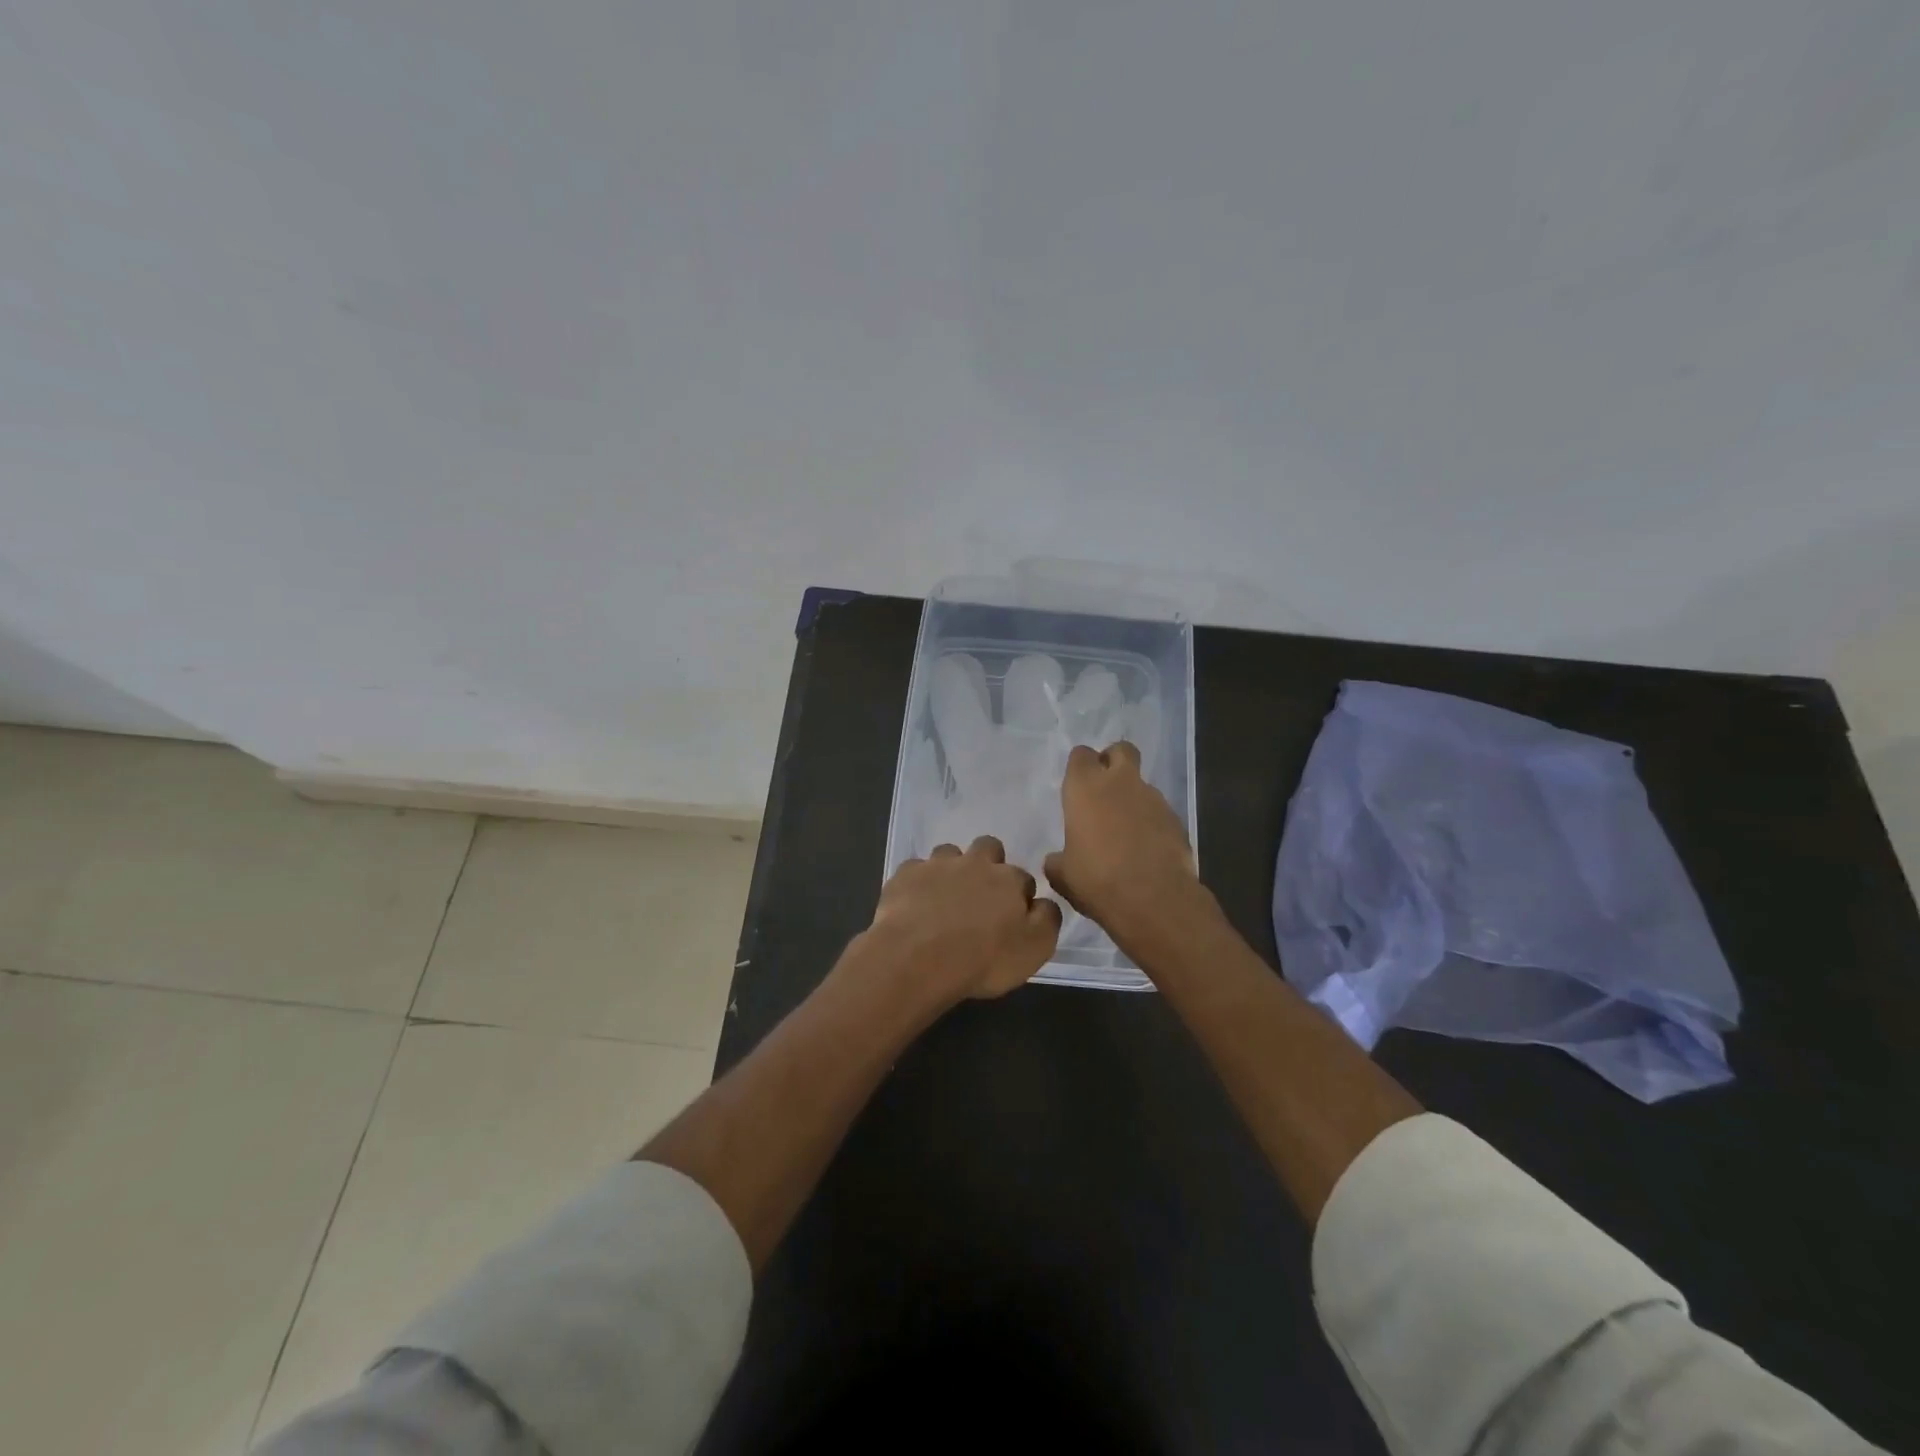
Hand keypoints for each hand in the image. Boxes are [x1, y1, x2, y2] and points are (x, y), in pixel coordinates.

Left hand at [866, 835, 1062, 1001]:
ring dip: (951, 869)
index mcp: (1008, 879)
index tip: (1012, 918)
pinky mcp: (905, 875)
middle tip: (980, 897)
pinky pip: (915, 870)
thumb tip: (1044, 902)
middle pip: (988, 848)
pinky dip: (918, 883)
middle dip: (988, 864)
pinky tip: (914, 904)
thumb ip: (1047, 919)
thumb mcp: (1034, 949)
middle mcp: (975, 863)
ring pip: (949, 853)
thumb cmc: (983, 959)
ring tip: (944, 899)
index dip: (1019, 896)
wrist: (917, 957)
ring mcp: (937, 865)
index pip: (1023, 878)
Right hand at [1044, 742, 1203, 954]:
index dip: (1080, 766)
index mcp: (1085, 788)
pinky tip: (1146, 849)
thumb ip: (1057, 860)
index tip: (1077, 785)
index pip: (1081, 755)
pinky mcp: (1176, 819)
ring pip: (1142, 784)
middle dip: (1113, 761)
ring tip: (1125, 831)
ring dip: (1133, 798)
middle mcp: (1120, 783)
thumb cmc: (1097, 880)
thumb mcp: (1063, 875)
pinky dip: (1151, 822)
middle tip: (1104, 788)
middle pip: (1121, 750)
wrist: (1154, 900)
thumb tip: (1056, 860)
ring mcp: (1153, 799)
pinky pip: (1159, 811)